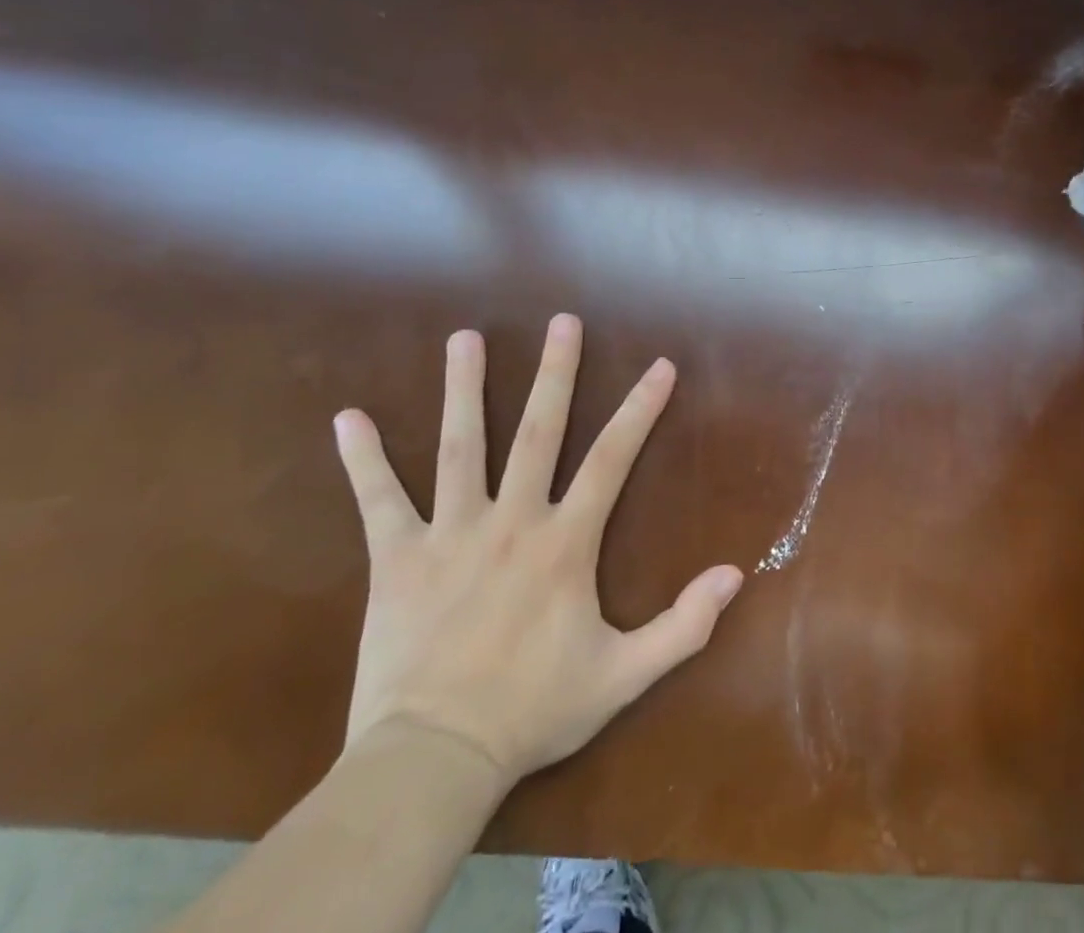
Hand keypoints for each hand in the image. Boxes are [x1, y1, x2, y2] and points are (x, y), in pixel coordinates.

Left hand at [332, 317, 743, 788]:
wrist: (434, 761)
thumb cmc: (533, 711)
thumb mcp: (623, 675)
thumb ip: (683, 626)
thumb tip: (735, 575)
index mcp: (564, 542)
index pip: (612, 458)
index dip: (640, 409)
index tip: (660, 366)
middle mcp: (511, 520)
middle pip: (537, 431)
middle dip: (554, 372)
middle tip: (563, 321)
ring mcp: (450, 534)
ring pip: (460, 447)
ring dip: (464, 389)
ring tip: (465, 337)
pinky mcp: (396, 559)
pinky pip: (379, 501)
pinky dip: (364, 460)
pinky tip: (348, 419)